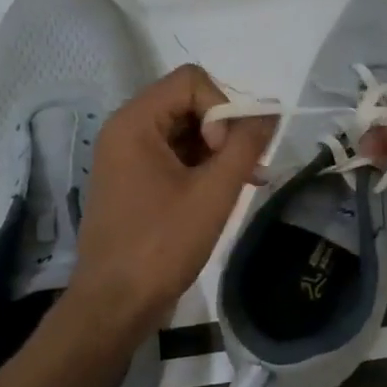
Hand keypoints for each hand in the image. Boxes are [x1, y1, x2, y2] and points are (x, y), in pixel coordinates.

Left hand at [67, 65, 275, 333]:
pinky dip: (203, 167)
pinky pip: (175, 156)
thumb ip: (246, 145)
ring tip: (243, 182)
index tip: (228, 151)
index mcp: (135, 122)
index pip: (192, 81)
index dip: (222, 107)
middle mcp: (126, 130)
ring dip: (218, 150)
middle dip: (224, 129)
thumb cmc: (162, 245)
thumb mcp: (213, 193)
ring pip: (185, 130)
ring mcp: (128, 157)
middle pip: (188, 102)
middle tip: (244, 168)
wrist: (115, 305)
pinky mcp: (134, 181)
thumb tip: (272, 110)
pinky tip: (225, 193)